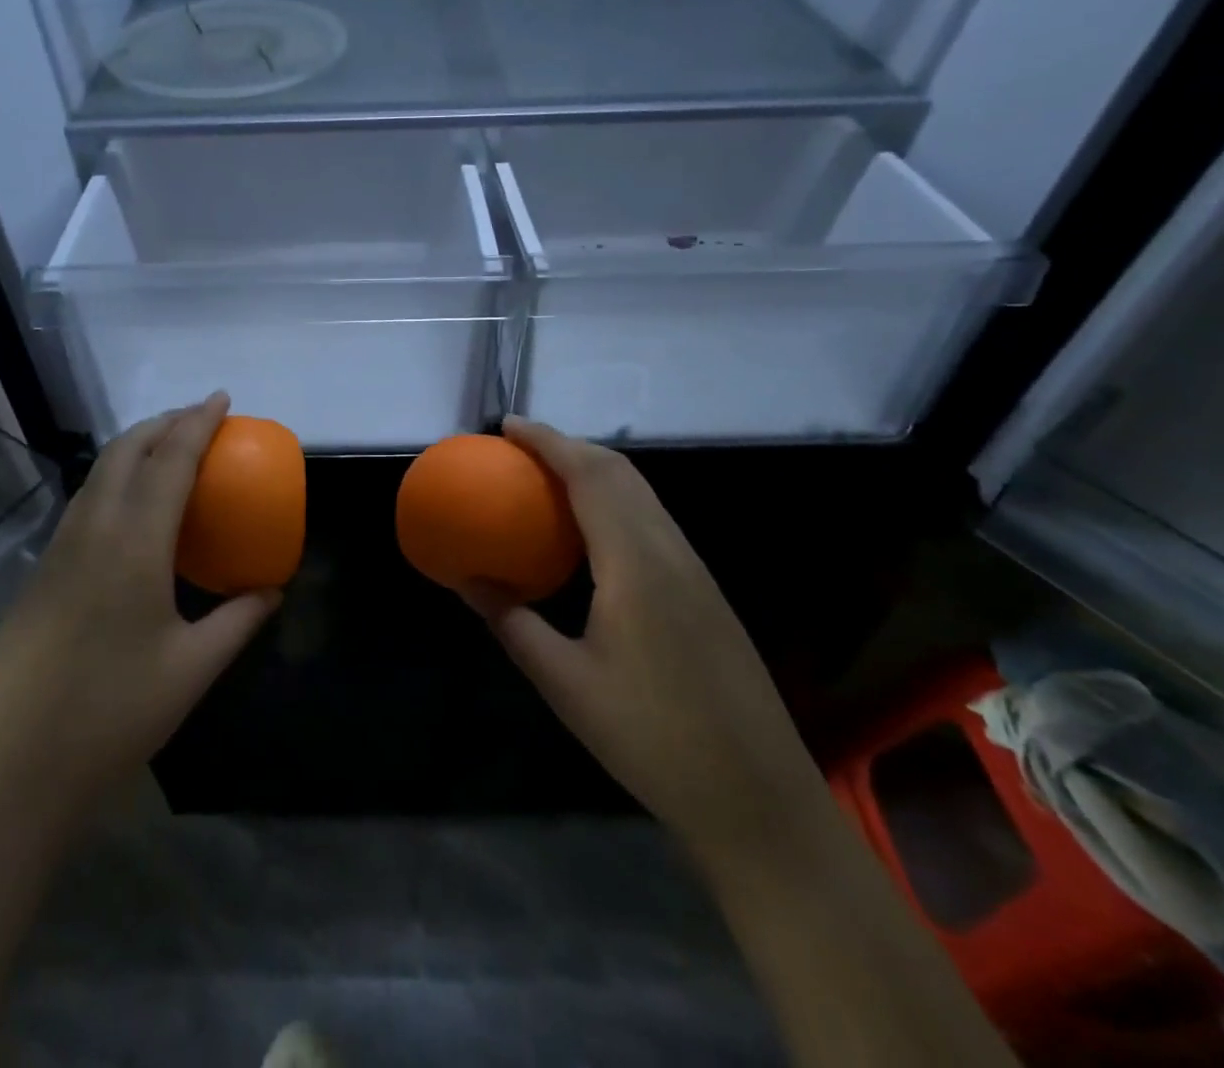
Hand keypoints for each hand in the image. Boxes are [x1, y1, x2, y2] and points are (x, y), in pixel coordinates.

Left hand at [0, 394, 280, 826]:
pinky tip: (132, 509)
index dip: (198, 423)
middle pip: (126, 452)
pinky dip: (115, 479)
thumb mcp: (192, 669)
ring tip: (169, 450)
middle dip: (164, 422)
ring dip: (136, 447)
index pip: (170, 461)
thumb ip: (238, 620)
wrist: (8, 771)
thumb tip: (272, 590)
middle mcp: (92, 531)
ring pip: (99, 473)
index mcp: (133, 544)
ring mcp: (58, 550)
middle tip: (200, 418)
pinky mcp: (41, 573)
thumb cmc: (111, 716)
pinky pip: (85, 502)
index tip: (222, 399)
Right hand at [464, 417, 824, 846]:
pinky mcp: (704, 590)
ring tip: (546, 477)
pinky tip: (590, 530)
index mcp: (636, 564)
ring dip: (594, 470)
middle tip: (518, 448)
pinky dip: (614, 500)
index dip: (548, 442)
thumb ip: (512, 623)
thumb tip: (465, 580)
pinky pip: (652, 520)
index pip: (590, 476)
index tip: (507, 425)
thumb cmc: (653, 739)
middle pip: (620, 472)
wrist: (758, 798)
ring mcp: (695, 570)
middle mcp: (670, 551)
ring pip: (641, 493)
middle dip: (568, 446)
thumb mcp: (565, 684)